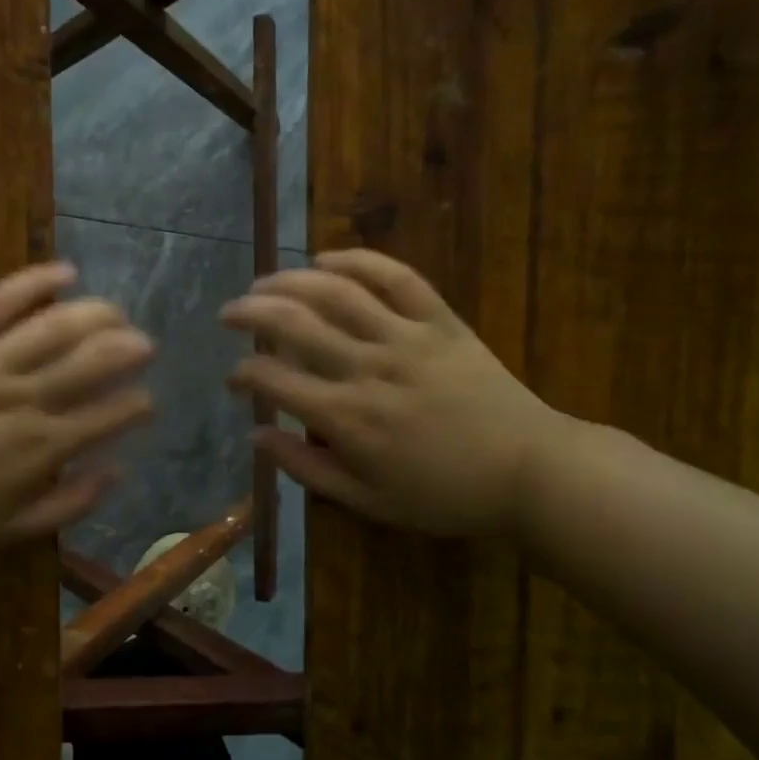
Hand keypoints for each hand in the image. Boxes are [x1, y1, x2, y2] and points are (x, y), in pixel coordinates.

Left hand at [0, 263, 153, 559]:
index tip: (147, 401)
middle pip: (92, 361)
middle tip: (144, 344)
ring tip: (116, 311)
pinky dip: (34, 282)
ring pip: (56, 327)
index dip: (137, 405)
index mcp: (40, 448)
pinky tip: (63, 272)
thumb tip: (116, 471)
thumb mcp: (8, 534)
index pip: (108, 416)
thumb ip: (68, 504)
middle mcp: (23, 398)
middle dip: (129, 350)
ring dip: (96, 314)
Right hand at [220, 249, 570, 537]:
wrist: (529, 470)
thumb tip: (256, 436)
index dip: (243, 374)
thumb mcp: (367, 501)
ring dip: (290, 280)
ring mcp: (406, 338)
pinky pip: (396, 277)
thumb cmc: (443, 494)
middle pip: (294, 323)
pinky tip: (327, 258)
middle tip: (229, 313)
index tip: (234, 379)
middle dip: (250, 313)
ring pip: (336, 292)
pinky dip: (357, 261)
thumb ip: (306, 468)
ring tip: (263, 282)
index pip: (273, 380)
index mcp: (347, 418)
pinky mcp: (440, 321)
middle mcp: (367, 368)